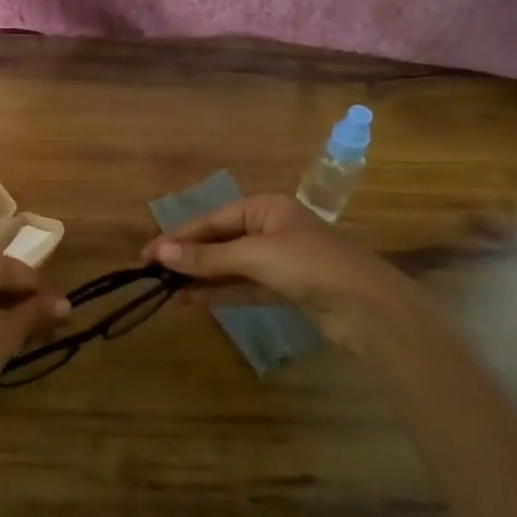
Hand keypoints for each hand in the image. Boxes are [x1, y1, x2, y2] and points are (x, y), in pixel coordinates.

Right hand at [141, 194, 413, 351]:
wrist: (370, 309)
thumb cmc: (310, 266)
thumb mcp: (254, 256)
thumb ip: (207, 258)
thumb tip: (160, 254)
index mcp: (266, 207)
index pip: (212, 220)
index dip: (178, 237)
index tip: (146, 254)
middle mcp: (271, 228)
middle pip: (219, 242)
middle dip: (187, 257)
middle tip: (151, 273)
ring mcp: (280, 260)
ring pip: (230, 267)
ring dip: (200, 277)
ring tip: (164, 289)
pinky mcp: (286, 290)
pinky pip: (243, 286)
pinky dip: (219, 292)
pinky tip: (191, 299)